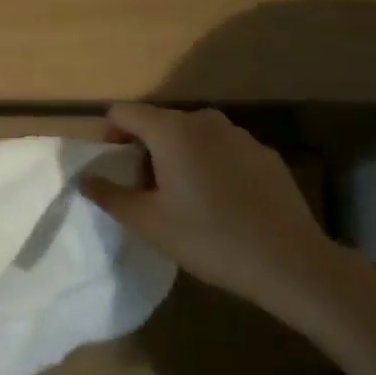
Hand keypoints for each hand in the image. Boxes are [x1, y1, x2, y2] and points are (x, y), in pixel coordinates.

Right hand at [82, 104, 359, 325]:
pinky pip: (223, 150)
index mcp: (171, 130)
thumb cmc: (210, 239)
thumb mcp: (149, 223)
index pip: (123, 112)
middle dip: (144, 150)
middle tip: (147, 192)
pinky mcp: (264, 154)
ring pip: (192, 136)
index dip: (109, 135)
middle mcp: (204, 120)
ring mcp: (239, 134)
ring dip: (178, 157)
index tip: (114, 168)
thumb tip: (84, 178)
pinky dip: (211, 166)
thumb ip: (110, 195)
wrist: (291, 262)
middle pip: (159, 123)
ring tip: (185, 200)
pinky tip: (222, 204)